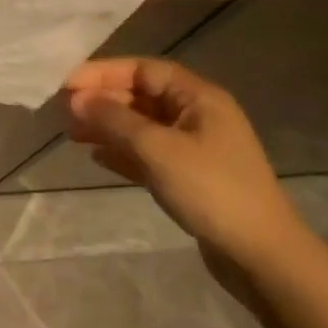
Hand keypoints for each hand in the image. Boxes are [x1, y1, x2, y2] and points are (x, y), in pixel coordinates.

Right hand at [65, 57, 306, 267]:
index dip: (102, 73)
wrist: (262, 257)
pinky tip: (96, 157)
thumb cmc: (211, 190)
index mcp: (198, 98)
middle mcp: (197, 116)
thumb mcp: (157, 148)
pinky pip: (147, 153)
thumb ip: (113, 119)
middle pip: (140, 96)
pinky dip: (122, 152)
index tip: (67, 85)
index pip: (142, 70)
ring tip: (73, 135)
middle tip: (64, 112)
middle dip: (102, 101)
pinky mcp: (190, 177)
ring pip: (141, 126)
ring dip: (107, 127)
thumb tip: (76, 99)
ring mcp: (195, 148)